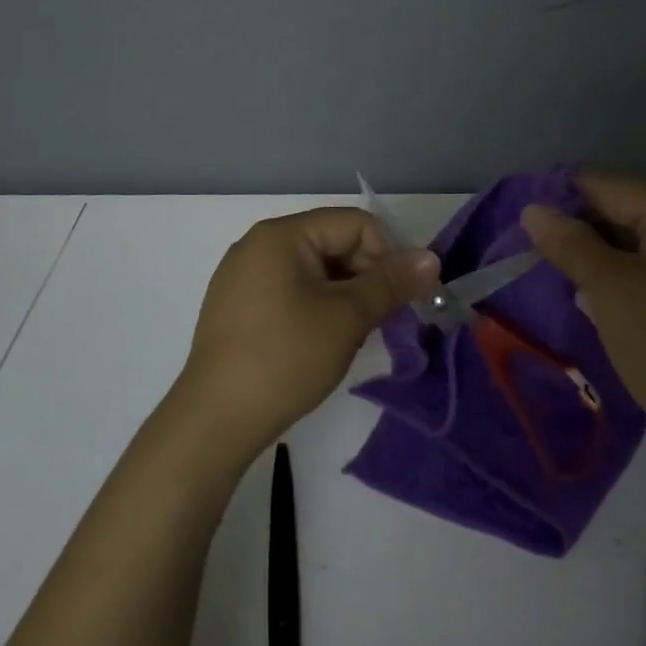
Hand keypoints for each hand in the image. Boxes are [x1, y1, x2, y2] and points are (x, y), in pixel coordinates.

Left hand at [174, 207, 438, 460]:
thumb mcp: (346, 318)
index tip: (396, 299)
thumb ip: (390, 283)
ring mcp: (242, 276)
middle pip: (332, 243)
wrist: (215, 421)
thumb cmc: (285, 358)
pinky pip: (290, 290)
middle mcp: (258, 245)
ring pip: (314, 270)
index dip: (385, 256)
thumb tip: (431, 258)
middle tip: (378, 321)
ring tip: (351, 336)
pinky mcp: (236, 306)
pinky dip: (316, 307)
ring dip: (343, 295)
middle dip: (365, 277)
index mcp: (281, 235)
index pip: (354, 224)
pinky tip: (320, 342)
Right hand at [522, 173, 645, 466]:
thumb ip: (568, 242)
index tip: (522, 218)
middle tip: (532, 248)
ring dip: (595, 254)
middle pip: (625, 211)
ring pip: (635, 243)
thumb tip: (533, 209)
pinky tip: (589, 294)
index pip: (611, 186)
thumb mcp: (608, 287)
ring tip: (552, 270)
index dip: (563, 196)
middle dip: (579, 227)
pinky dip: (618, 276)